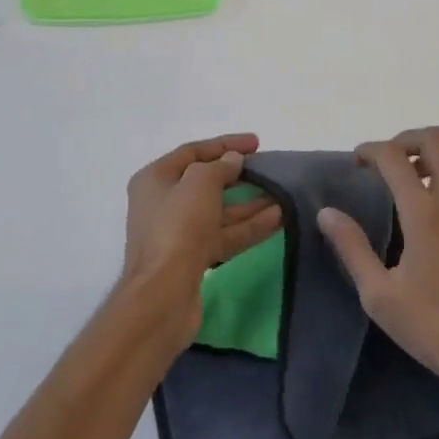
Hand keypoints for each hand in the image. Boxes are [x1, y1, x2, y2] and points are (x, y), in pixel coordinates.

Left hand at [120, 133, 280, 355]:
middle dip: (239, 175)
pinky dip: (249, 226)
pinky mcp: (194, 259)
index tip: (257, 143)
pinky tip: (278, 218)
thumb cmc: (177, 228)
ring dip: (251, 203)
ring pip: (220, 211)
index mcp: (155, 179)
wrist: (162, 296)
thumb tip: (233, 161)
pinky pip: (225, 235)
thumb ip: (219, 167)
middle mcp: (163, 203)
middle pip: (206, 182)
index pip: (192, 151)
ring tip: (283, 194)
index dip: (225, 144)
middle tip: (269, 168)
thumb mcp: (200, 183)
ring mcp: (179, 233)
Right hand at [319, 127, 438, 402]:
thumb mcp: (380, 295)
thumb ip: (352, 247)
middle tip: (390, 163)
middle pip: (437, 140)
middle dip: (408, 140)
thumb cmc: (436, 328)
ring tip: (419, 191)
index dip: (371, 150)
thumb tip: (327, 213)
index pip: (394, 156)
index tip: (358, 161)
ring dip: (437, 165)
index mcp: (425, 212)